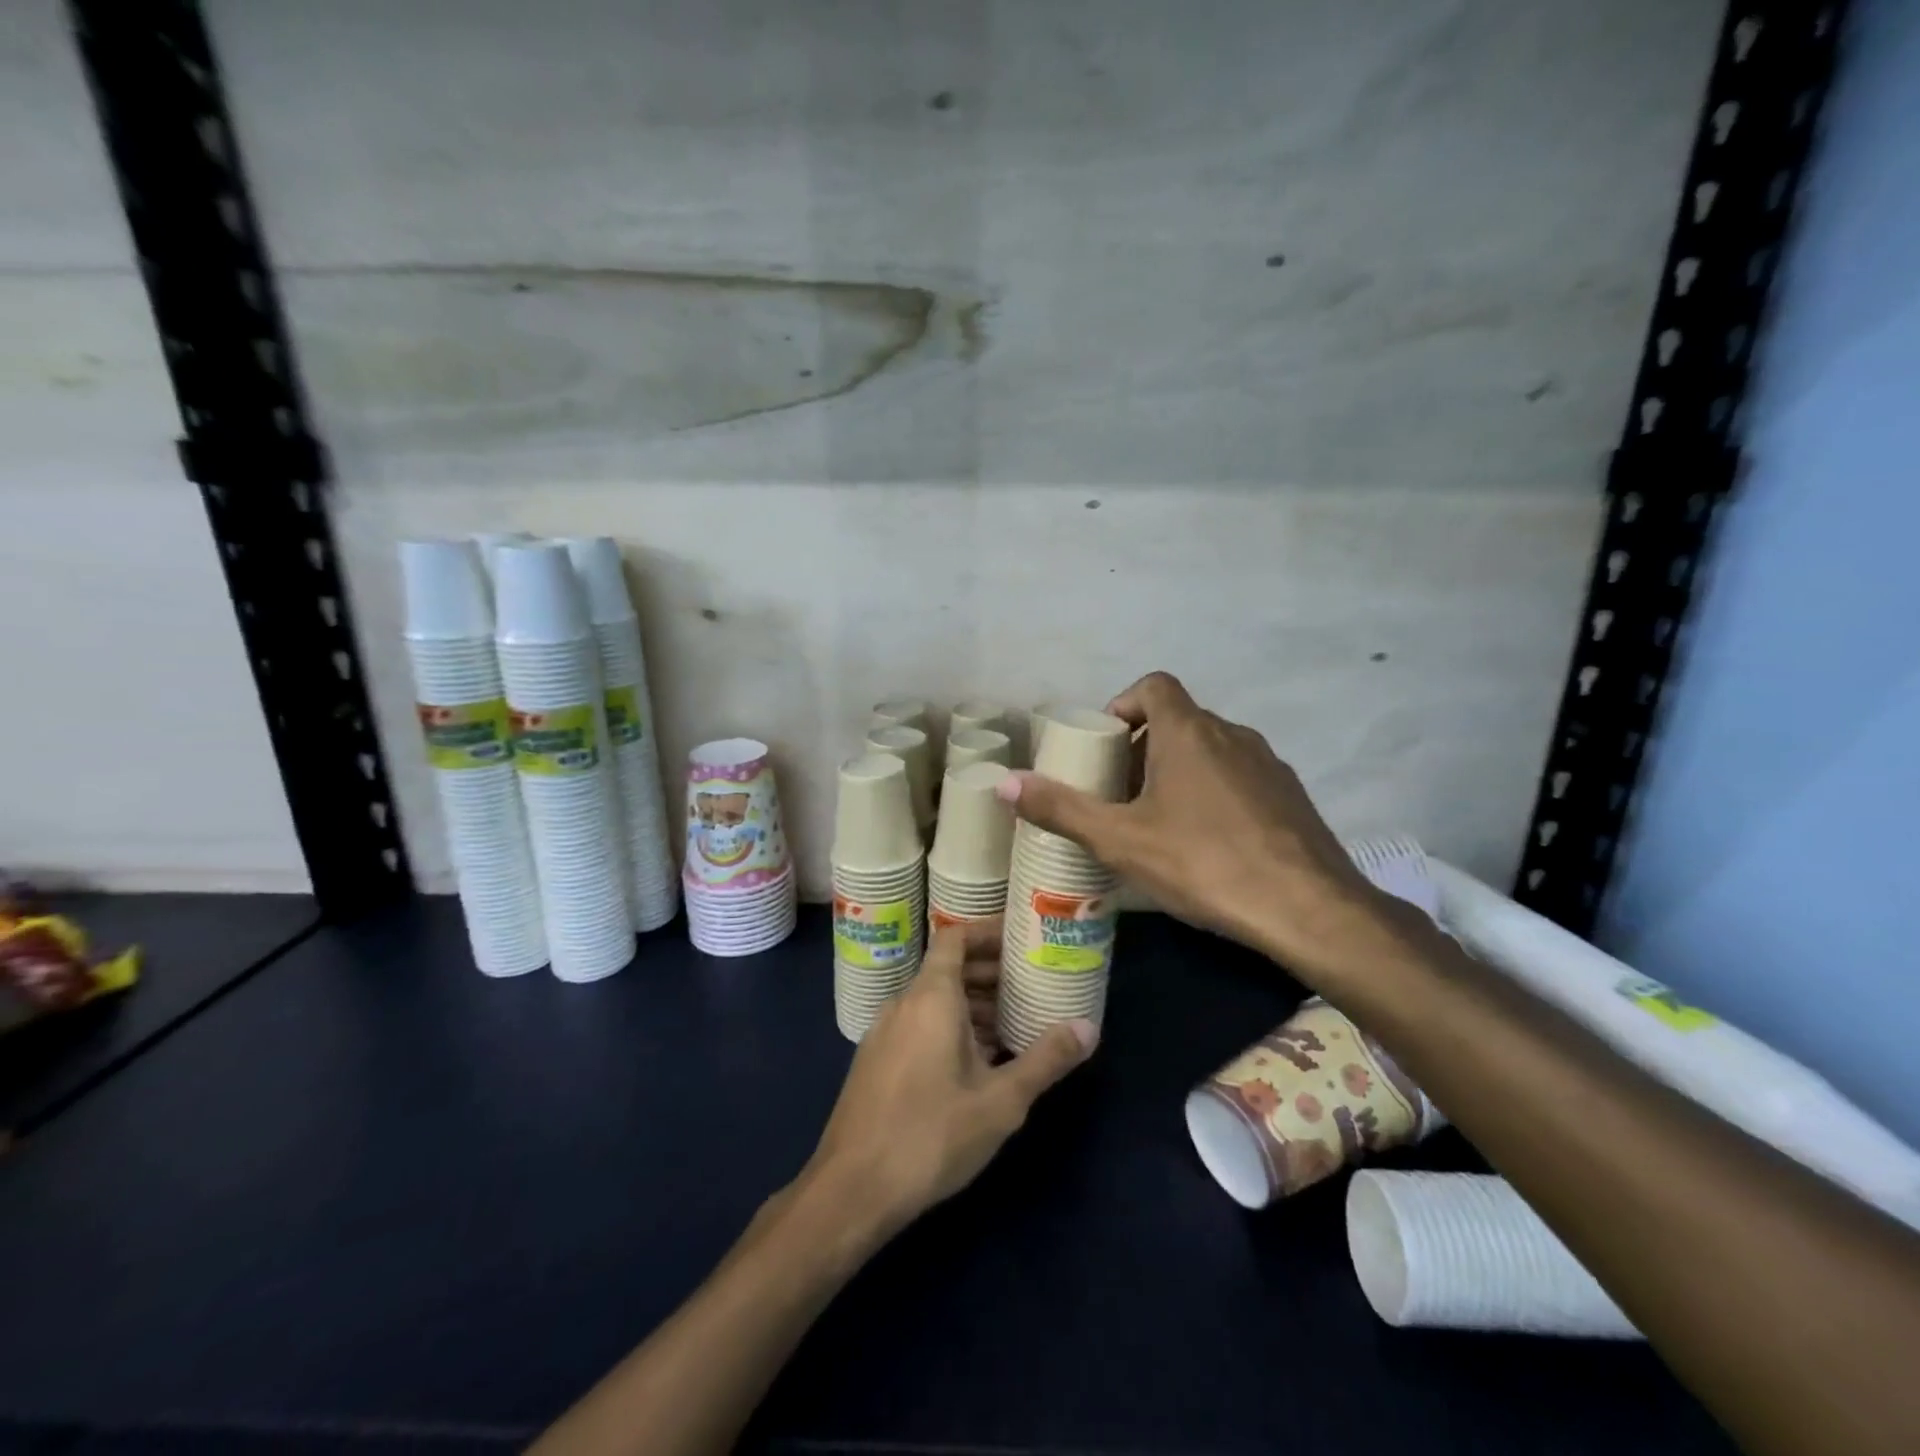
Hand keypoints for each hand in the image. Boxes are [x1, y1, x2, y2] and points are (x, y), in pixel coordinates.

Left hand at [801, 920, 1095, 1243]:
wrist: (851, 1189)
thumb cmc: (930, 1135)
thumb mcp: (1000, 1101)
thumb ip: (1045, 1059)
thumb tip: (1089, 1027)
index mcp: (930, 996)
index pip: (955, 936)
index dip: (988, 932)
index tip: (1022, 940)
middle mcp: (903, 1003)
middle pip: (948, 967)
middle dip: (989, 971)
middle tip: (1031, 984)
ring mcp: (884, 1032)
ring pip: (933, 999)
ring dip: (972, 1003)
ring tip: (1013, 1023)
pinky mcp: (876, 1061)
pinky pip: (919, 1024)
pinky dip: (950, 1025)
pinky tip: (977, 1061)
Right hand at [998, 671, 1408, 978]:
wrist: (1309, 909)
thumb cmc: (1204, 863)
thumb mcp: (1121, 840)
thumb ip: (1061, 808)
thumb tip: (1005, 782)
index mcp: (1188, 731)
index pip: (1153, 685)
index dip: (1123, 703)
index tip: (1105, 743)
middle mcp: (1231, 733)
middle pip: (1178, 720)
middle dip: (1143, 747)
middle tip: (1118, 793)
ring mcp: (1268, 763)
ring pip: (1210, 749)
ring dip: (1178, 770)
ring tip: (1158, 819)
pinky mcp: (1290, 795)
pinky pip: (1239, 776)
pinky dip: (1213, 791)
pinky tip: (1207, 841)